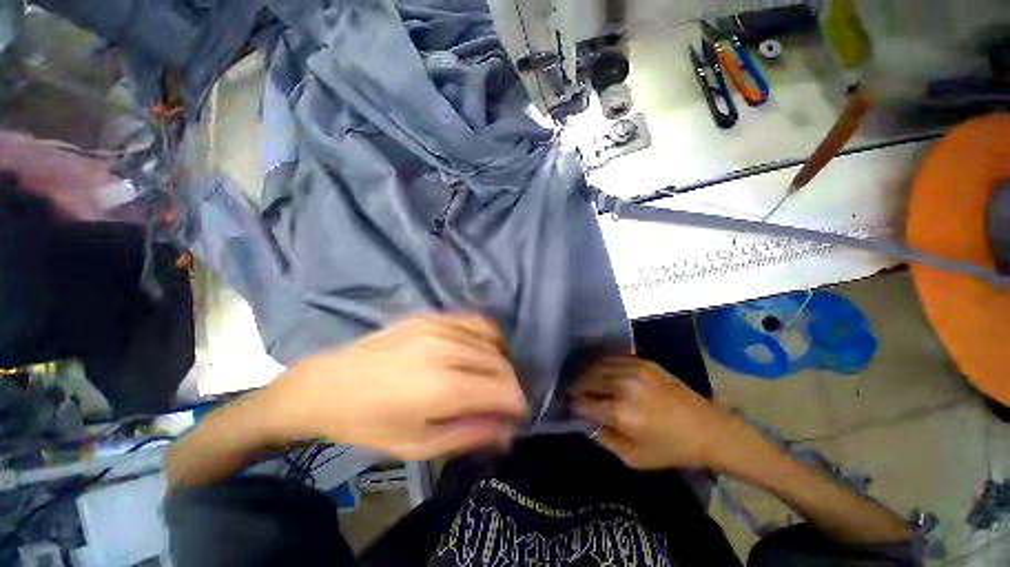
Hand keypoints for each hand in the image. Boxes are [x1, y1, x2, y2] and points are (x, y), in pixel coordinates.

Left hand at [267, 313, 528, 460]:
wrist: (327, 384)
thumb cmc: (370, 423)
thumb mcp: (419, 445)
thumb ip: (469, 435)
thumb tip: (508, 433)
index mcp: (444, 388)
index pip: (502, 390)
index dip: (517, 403)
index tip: (518, 416)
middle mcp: (447, 350)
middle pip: (500, 363)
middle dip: (511, 384)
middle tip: (505, 402)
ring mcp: (439, 326)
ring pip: (491, 340)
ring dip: (500, 361)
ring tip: (493, 378)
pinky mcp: (431, 315)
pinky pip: (474, 321)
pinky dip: (486, 336)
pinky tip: (481, 350)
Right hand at [569, 355, 743, 469]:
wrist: (708, 428)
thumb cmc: (671, 449)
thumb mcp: (634, 458)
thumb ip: (604, 439)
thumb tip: (585, 421)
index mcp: (622, 413)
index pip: (585, 403)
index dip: (575, 405)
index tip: (570, 406)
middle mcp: (625, 386)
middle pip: (589, 379)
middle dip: (577, 386)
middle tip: (573, 392)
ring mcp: (635, 370)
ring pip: (598, 365)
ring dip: (587, 372)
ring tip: (583, 380)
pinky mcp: (644, 361)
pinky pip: (613, 358)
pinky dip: (601, 363)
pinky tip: (599, 370)